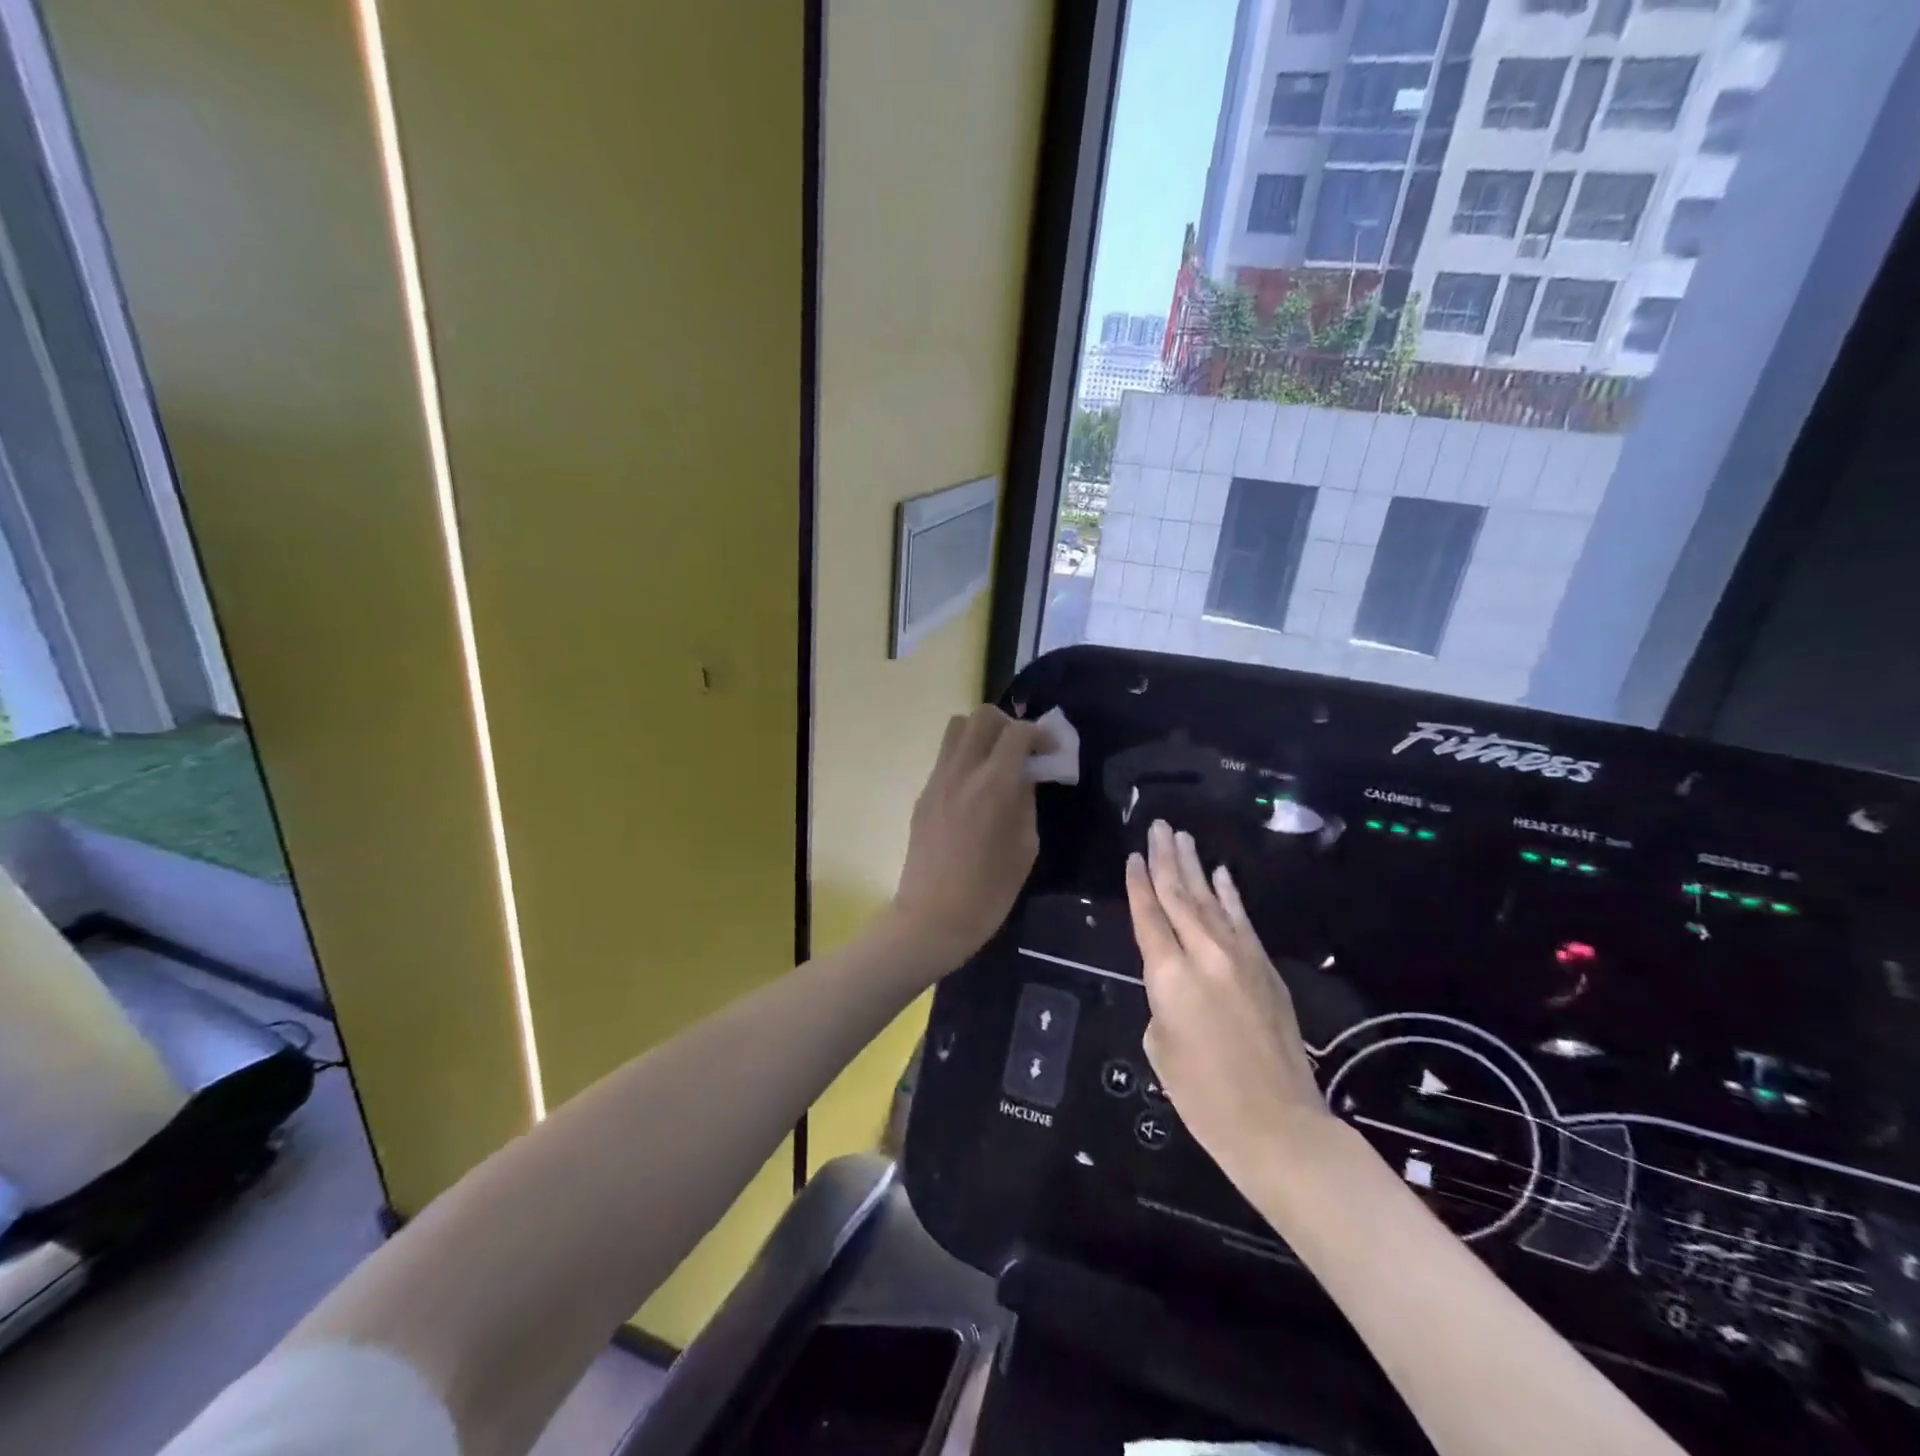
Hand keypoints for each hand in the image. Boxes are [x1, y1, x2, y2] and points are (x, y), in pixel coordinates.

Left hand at [891, 706, 1044, 973]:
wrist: (930, 917)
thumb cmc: (988, 892)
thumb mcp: (1025, 848)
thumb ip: (1026, 803)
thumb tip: (1024, 778)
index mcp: (993, 785)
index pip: (1017, 732)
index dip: (1040, 734)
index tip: (1051, 751)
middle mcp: (962, 772)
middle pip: (982, 716)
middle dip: (1008, 724)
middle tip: (1022, 751)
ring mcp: (937, 780)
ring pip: (957, 728)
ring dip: (982, 734)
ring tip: (997, 762)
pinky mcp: (923, 794)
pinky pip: (946, 758)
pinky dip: (965, 758)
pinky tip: (976, 790)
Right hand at [1126, 820, 1328, 1183]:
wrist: (1277, 1124)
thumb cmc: (1203, 1095)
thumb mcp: (1160, 1045)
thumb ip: (1162, 1000)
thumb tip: (1177, 983)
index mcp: (1168, 974)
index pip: (1148, 915)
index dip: (1138, 884)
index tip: (1134, 855)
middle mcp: (1204, 954)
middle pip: (1179, 896)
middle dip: (1166, 859)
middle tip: (1158, 827)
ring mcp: (1240, 957)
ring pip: (1211, 900)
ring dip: (1195, 867)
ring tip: (1182, 838)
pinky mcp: (1267, 969)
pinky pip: (1243, 921)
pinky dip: (1230, 896)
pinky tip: (1222, 875)